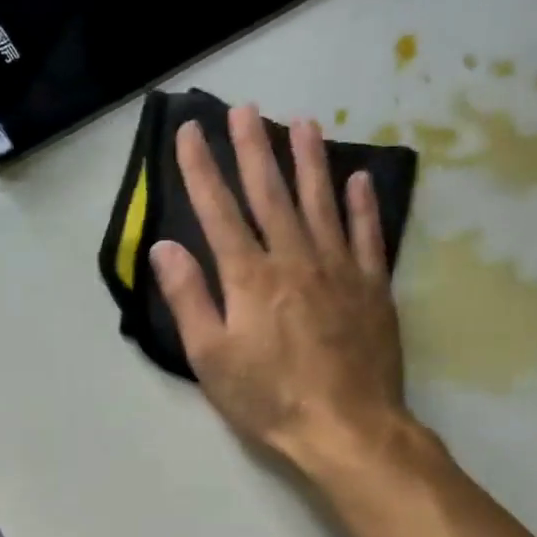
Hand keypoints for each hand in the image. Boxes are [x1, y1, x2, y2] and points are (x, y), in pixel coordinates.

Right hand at [150, 106, 407, 478]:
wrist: (347, 427)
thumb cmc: (268, 398)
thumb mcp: (210, 357)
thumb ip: (188, 298)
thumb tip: (163, 248)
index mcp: (249, 277)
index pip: (218, 211)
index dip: (201, 170)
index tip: (189, 132)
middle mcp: (294, 259)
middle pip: (270, 194)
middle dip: (253, 149)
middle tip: (245, 109)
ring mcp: (339, 269)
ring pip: (321, 202)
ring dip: (309, 161)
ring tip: (301, 124)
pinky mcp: (372, 287)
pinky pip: (368, 234)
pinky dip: (362, 204)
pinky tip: (359, 179)